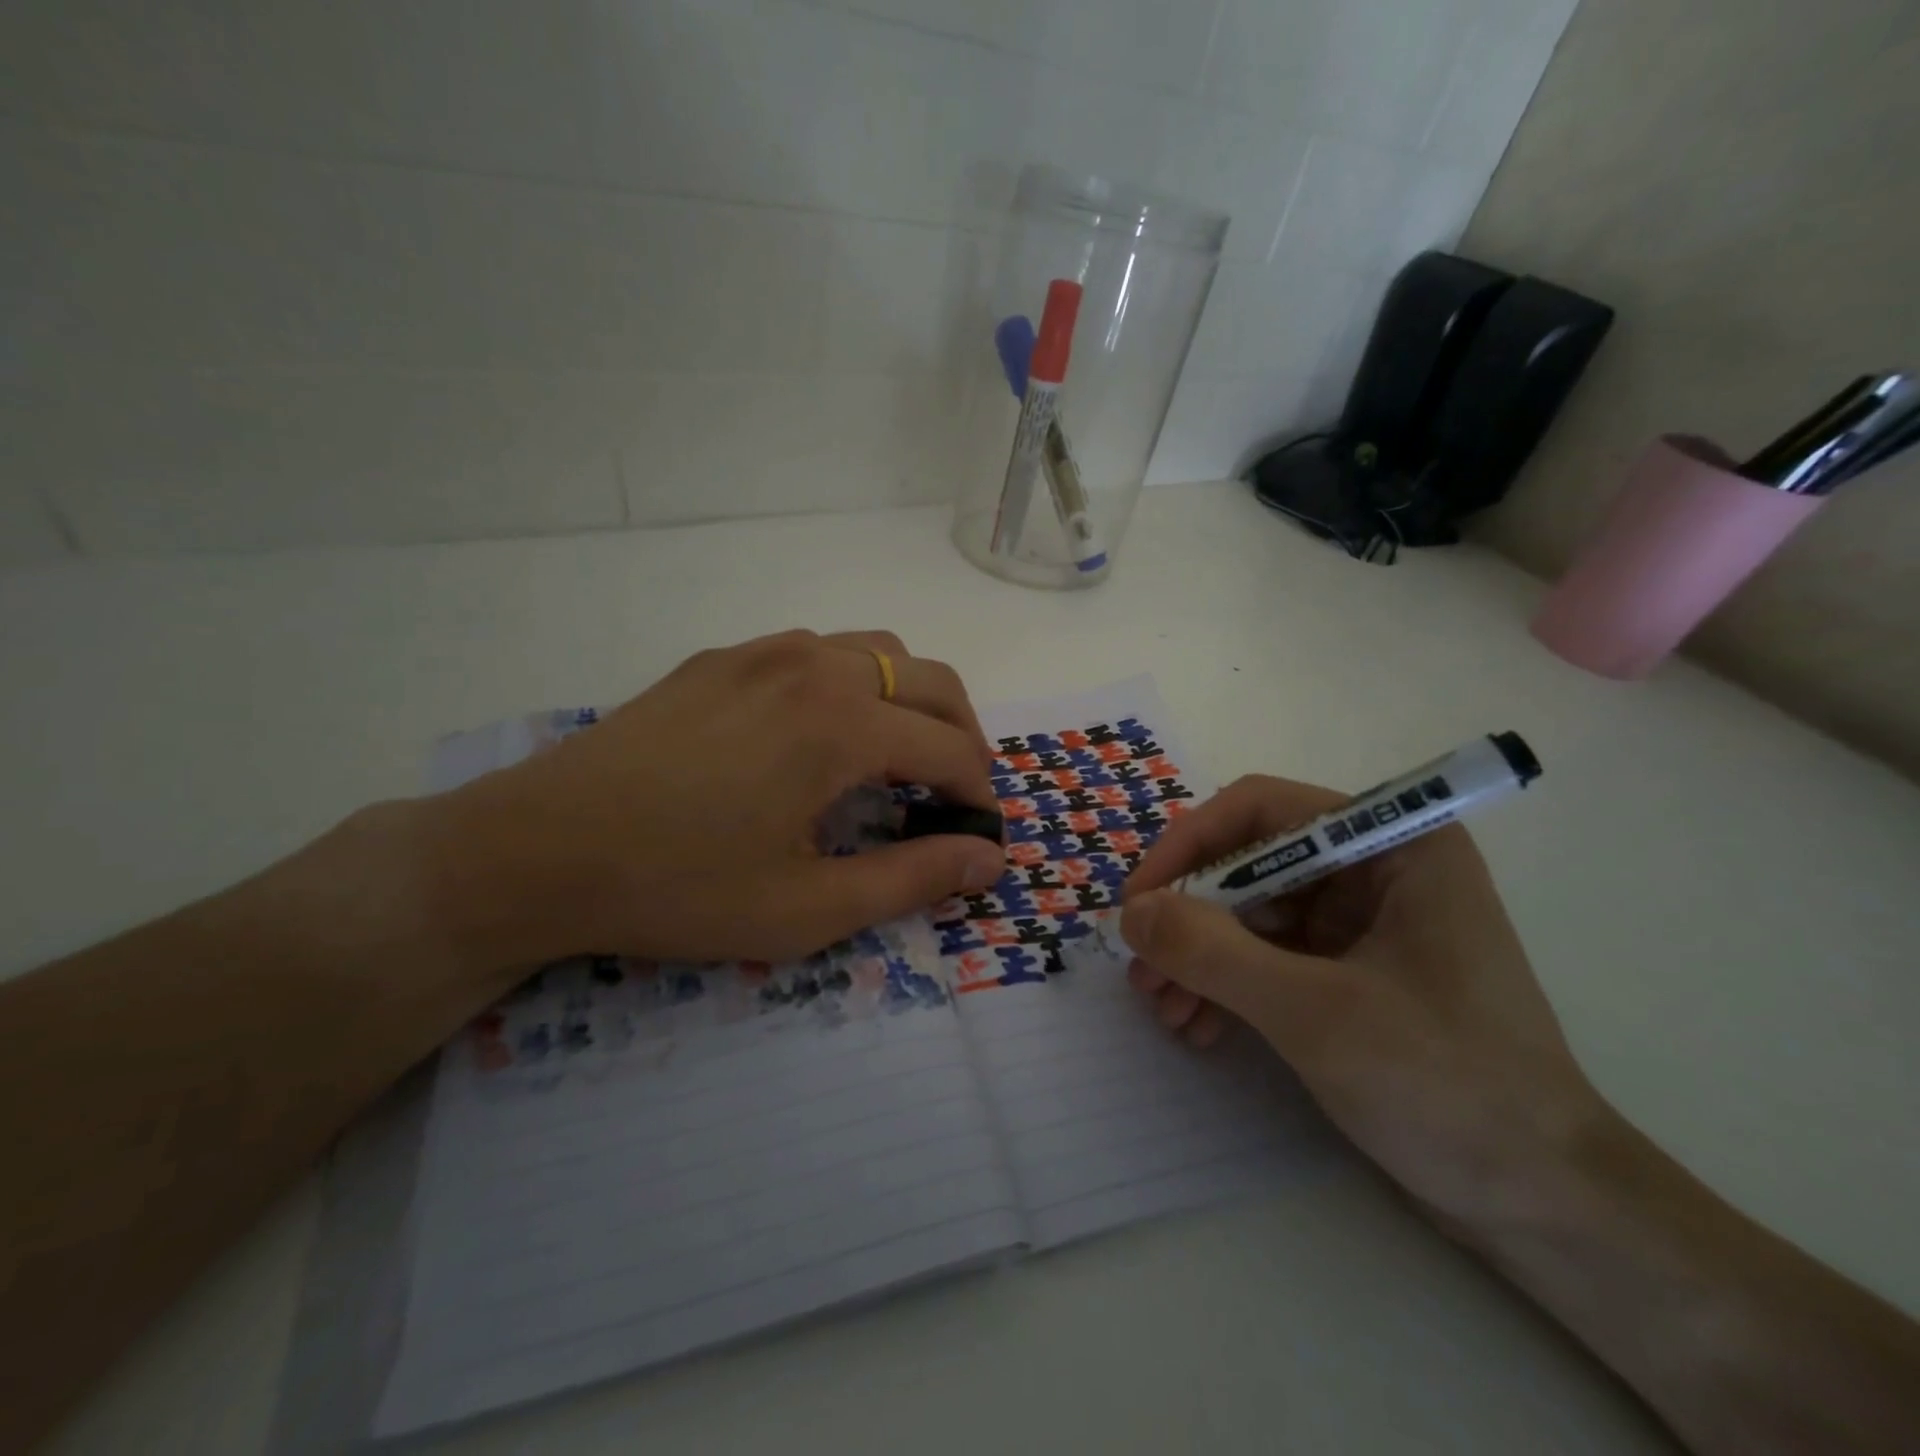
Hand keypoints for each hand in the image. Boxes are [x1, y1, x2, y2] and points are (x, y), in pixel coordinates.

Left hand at [427, 630, 1006, 968]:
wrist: (534, 850)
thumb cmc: (678, 888)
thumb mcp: (806, 909)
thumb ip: (911, 880)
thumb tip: (988, 858)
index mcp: (841, 724)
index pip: (949, 748)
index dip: (979, 793)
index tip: (980, 834)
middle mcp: (813, 666)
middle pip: (930, 680)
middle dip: (963, 735)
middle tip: (958, 792)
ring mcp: (762, 652)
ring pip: (876, 650)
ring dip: (910, 698)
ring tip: (901, 756)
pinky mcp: (721, 658)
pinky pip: (817, 650)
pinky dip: (853, 682)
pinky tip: (824, 732)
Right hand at [1119, 775, 1607, 1232]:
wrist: (1546, 1206)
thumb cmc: (1447, 1088)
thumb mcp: (1314, 1013)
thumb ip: (1213, 953)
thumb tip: (1130, 913)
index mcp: (1393, 844)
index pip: (1262, 810)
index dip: (1189, 845)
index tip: (1140, 902)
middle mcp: (1375, 869)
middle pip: (1249, 864)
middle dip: (1189, 918)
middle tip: (1142, 971)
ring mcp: (1362, 922)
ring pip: (1250, 914)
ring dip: (1199, 957)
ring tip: (1163, 1010)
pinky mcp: (1350, 971)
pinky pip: (1267, 956)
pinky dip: (1226, 985)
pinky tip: (1199, 1028)